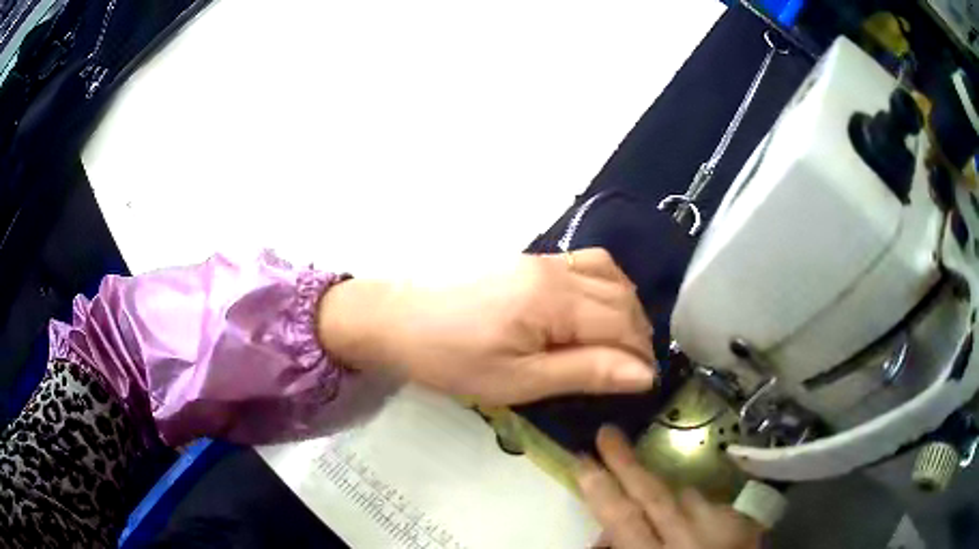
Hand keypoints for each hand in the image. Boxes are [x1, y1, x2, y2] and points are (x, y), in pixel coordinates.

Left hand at [317, 248, 654, 404]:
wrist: (395, 319)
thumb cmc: (451, 358)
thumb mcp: (518, 380)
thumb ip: (585, 372)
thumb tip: (643, 373)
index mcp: (555, 300)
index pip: (622, 323)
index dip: (640, 355)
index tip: (644, 384)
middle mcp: (555, 269)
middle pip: (621, 295)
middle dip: (638, 333)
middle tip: (630, 371)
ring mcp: (540, 259)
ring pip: (608, 274)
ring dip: (624, 308)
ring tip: (618, 343)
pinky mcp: (527, 260)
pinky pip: (584, 264)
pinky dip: (604, 288)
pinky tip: (594, 312)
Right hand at [577, 426, 762, 548]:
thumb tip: (603, 537)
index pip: (625, 520)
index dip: (602, 490)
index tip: (582, 461)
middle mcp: (692, 541)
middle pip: (657, 496)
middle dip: (628, 465)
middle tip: (608, 433)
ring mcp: (724, 531)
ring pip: (688, 495)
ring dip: (665, 491)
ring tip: (652, 493)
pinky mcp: (744, 527)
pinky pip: (713, 506)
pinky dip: (696, 507)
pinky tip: (691, 518)